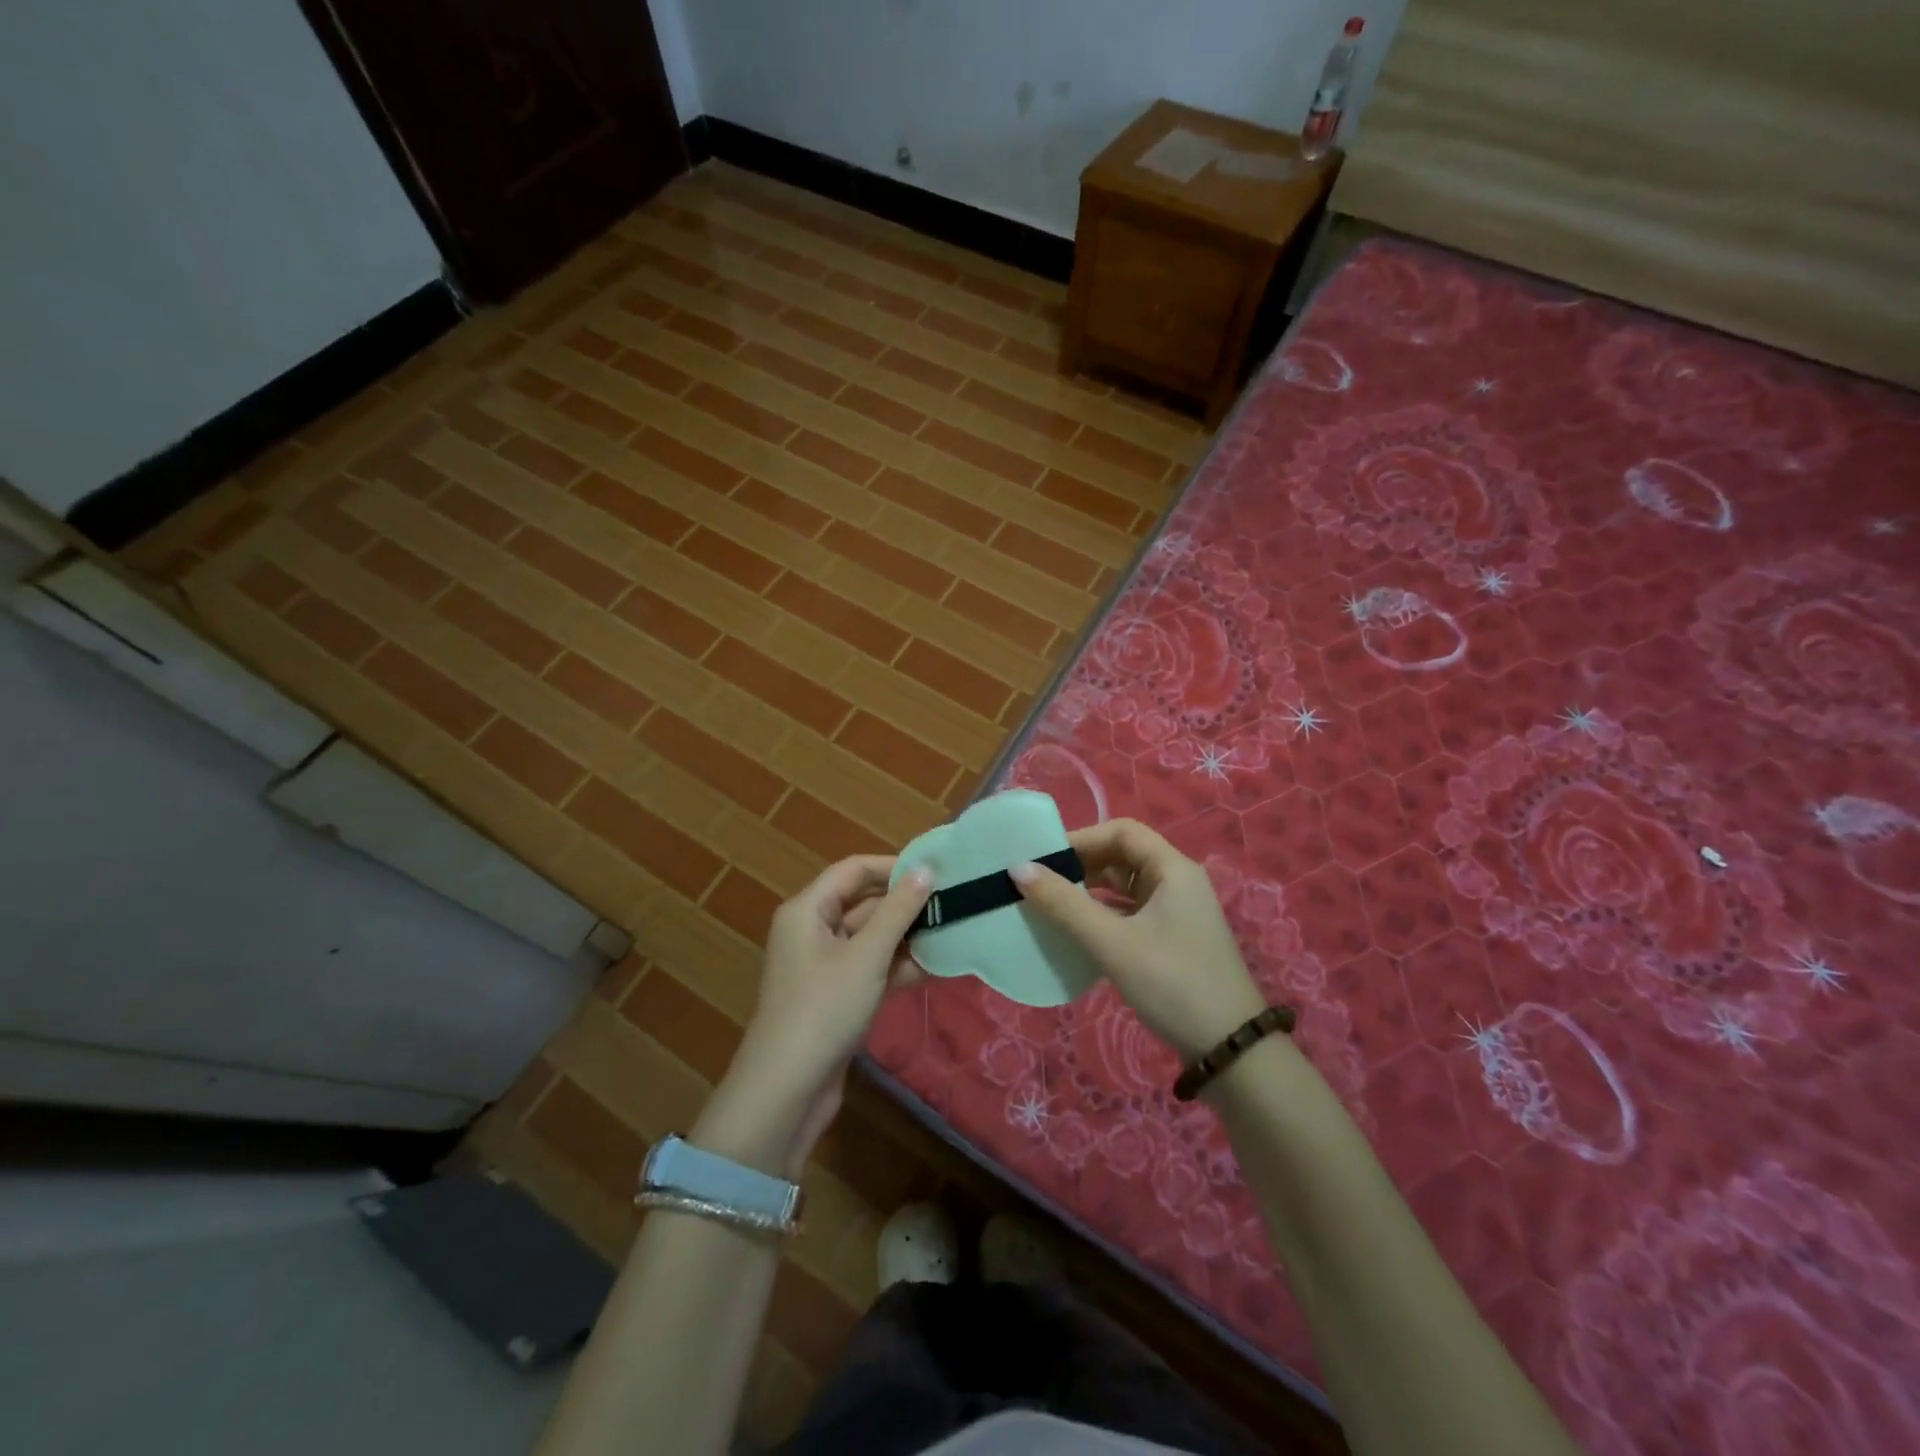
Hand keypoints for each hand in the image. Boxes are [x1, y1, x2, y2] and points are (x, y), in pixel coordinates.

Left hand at [693, 856, 930, 1178]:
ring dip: (907, 937)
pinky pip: (871, 967)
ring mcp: (825, 965)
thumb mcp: (866, 956)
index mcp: (808, 909)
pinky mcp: (837, 995)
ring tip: (952, 933)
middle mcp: (813, 930)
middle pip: (863, 903)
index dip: (893, 867)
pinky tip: (934, 968)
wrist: (787, 1091)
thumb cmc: (824, 1009)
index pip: (853, 870)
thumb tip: (926, 869)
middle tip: (953, 903)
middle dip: (905, 905)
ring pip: (871, 937)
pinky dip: (898, 966)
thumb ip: (898, 911)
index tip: (936, 872)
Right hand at [1012, 819, 1264, 1060]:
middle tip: (1041, 882)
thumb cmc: (1171, 983)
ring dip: (1090, 891)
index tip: (1044, 858)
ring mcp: (1178, 912)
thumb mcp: (1112, 942)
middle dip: (1082, 864)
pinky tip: (1077, 931)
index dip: (1081, 838)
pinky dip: (1103, 914)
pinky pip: (1131, 913)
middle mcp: (1178, 882)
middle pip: (1124, 856)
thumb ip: (1063, 904)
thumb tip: (1018, 868)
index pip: (1122, 832)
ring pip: (1127, 887)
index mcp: (1172, 869)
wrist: (1229, 1049)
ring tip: (1051, 904)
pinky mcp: (1173, 939)